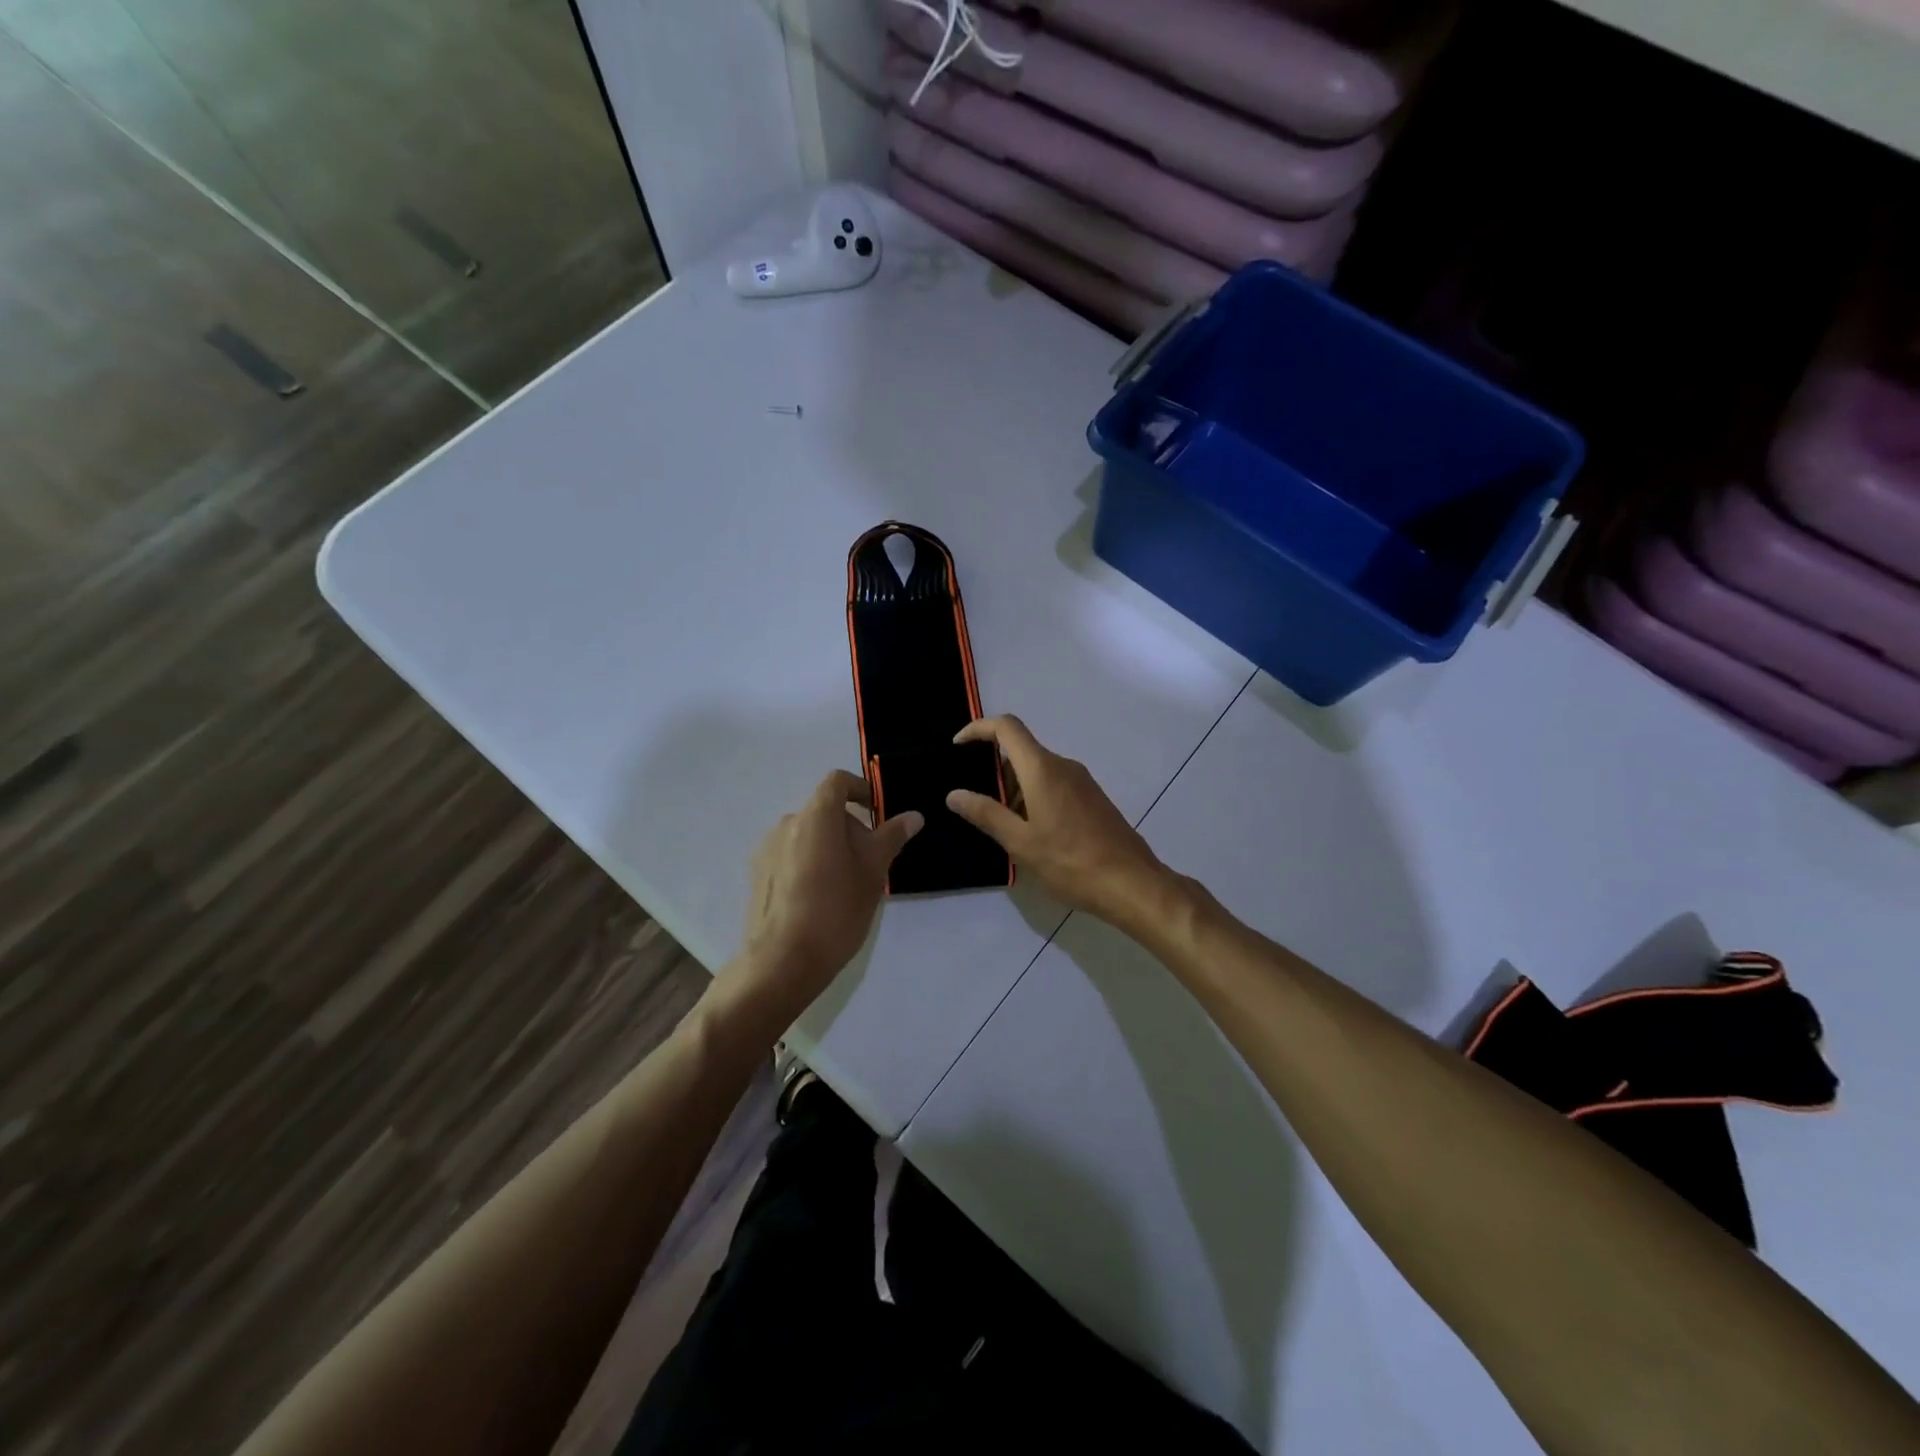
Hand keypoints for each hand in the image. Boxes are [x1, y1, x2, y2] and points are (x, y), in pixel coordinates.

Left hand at [729, 770, 921, 1029]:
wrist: (782, 962)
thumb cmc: (836, 910)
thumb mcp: (873, 872)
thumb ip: (891, 837)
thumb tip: (913, 816)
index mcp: (815, 816)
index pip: (838, 782)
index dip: (861, 789)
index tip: (878, 813)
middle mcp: (786, 824)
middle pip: (824, 810)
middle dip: (851, 827)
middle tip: (871, 861)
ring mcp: (767, 849)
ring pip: (807, 834)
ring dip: (830, 846)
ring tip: (846, 883)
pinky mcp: (758, 875)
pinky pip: (790, 855)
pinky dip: (810, 862)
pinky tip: (820, 899)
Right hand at [945, 716, 1170, 924]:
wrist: (1131, 883)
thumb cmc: (1070, 862)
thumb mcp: (1020, 842)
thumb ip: (986, 814)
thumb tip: (954, 794)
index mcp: (1042, 768)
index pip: (1006, 727)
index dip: (978, 729)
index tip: (957, 747)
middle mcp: (1063, 766)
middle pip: (1021, 750)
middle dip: (993, 770)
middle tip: (975, 802)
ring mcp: (1081, 782)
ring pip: (1037, 770)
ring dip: (1014, 788)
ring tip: (1000, 825)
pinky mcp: (1092, 799)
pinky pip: (1054, 785)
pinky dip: (1033, 797)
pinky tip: (1030, 833)